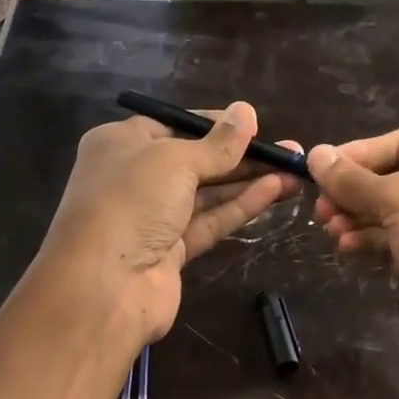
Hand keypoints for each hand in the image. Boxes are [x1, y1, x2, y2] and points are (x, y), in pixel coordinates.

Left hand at [34, 100, 300, 343]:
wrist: (104, 286)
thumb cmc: (131, 202)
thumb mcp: (174, 160)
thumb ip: (217, 143)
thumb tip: (247, 112)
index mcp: (122, 144)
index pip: (175, 125)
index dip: (216, 124)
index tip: (256, 124)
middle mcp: (135, 177)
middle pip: (195, 161)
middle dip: (242, 155)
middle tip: (289, 151)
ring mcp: (153, 218)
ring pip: (207, 194)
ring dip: (248, 182)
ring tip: (294, 171)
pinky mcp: (171, 251)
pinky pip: (209, 222)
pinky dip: (239, 207)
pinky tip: (274, 192)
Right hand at [308, 128, 398, 398]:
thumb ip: (355, 179)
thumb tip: (315, 154)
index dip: (359, 153)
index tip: (318, 170)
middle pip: (397, 177)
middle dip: (355, 191)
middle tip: (320, 209)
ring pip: (395, 213)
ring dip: (358, 218)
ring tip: (329, 230)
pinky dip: (372, 241)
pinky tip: (347, 248)